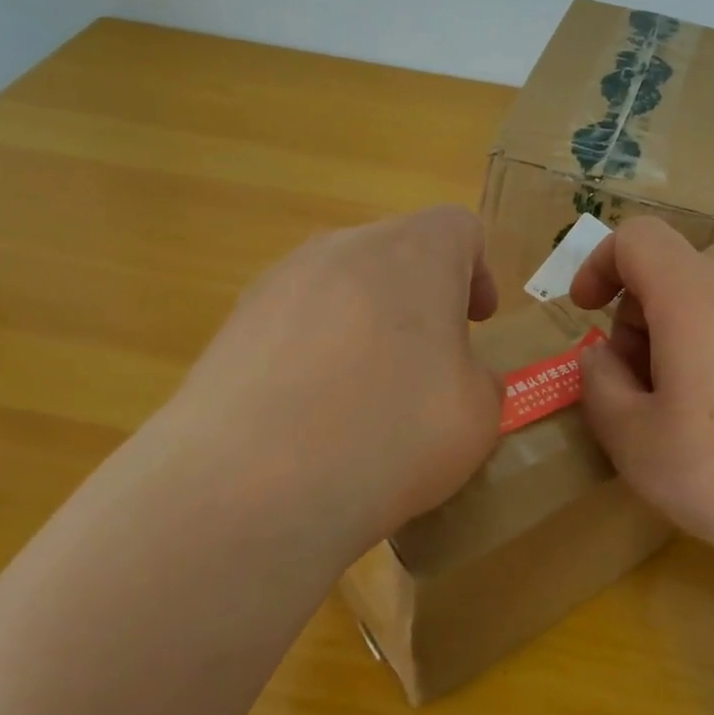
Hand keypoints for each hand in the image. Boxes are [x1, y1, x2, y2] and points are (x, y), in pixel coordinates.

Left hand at [167, 205, 501, 555]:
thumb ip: (480, 381)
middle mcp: (344, 248)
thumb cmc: (389, 436)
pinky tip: (310, 413)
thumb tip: (458, 376)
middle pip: (396, 253)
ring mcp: (279, 282)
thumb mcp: (476, 418)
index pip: (458, 227)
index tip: (478, 323)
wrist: (248, 487)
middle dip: (421, 299)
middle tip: (430, 363)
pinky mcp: (233, 323)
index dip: (478, 271)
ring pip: (342, 285)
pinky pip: (294, 321)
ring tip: (365, 394)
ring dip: (366, 323)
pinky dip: (316, 350)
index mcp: (414, 254)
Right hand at [570, 216, 713, 591]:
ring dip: (678, 326)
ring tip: (678, 398)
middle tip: (635, 377)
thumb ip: (599, 384)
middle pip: (676, 264)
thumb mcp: (634, 441)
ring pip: (713, 291)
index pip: (637, 237)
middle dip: (639, 309)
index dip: (599, 263)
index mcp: (695, 296)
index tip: (584, 311)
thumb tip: (602, 357)